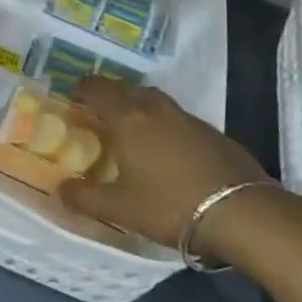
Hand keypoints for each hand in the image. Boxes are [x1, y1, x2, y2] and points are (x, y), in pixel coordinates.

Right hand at [59, 78, 274, 256]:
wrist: (242, 213)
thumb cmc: (170, 205)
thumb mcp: (121, 209)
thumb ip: (85, 198)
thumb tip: (58, 189)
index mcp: (129, 118)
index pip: (98, 90)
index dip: (82, 89)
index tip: (72, 95)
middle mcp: (156, 109)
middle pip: (127, 89)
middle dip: (110, 96)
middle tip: (98, 113)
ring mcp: (188, 118)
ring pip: (154, 101)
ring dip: (138, 107)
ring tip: (131, 129)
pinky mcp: (212, 132)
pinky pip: (177, 118)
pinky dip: (163, 124)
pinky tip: (166, 149)